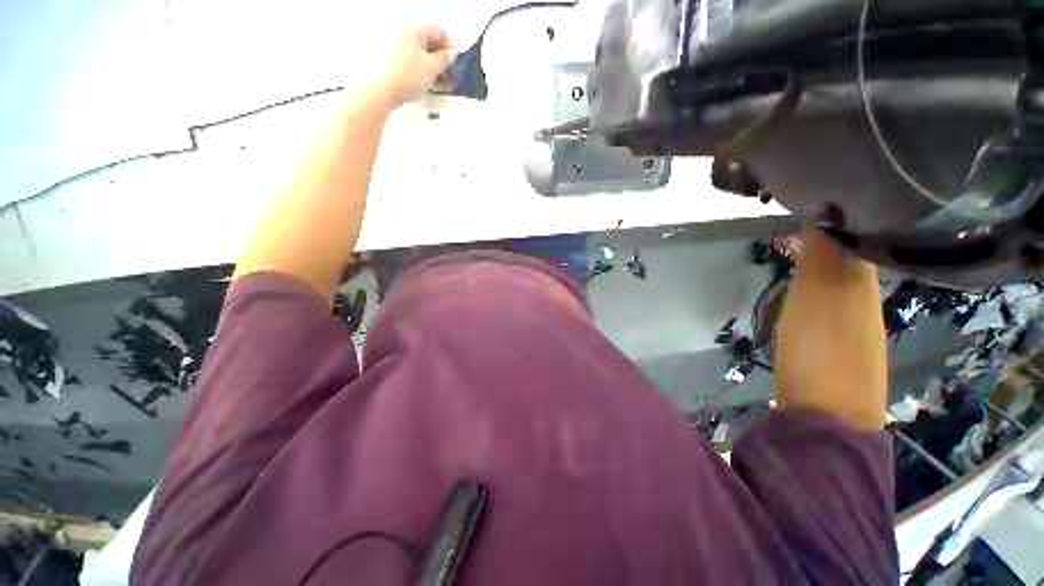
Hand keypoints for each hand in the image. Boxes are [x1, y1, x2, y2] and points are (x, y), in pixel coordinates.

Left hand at [354, 25, 456, 111]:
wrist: (379, 91)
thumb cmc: (403, 77)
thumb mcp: (432, 69)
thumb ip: (445, 59)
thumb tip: (451, 54)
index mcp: (413, 26)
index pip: (440, 31)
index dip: (450, 48)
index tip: (454, 62)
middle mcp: (400, 29)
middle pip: (428, 40)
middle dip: (440, 58)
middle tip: (447, 74)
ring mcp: (391, 42)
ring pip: (418, 51)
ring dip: (430, 65)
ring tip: (436, 82)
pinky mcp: (386, 56)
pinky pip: (407, 58)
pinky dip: (418, 68)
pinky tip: (423, 81)